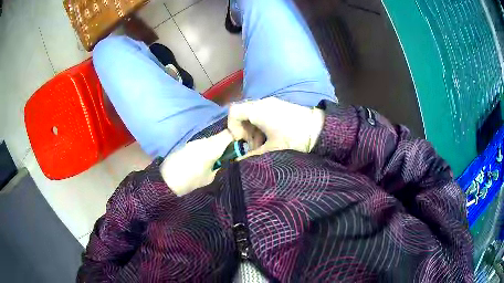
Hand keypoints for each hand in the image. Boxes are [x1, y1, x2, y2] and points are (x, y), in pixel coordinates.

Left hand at [160, 130, 233, 195]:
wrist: (166, 180)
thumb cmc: (191, 180)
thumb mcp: (210, 177)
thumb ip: (219, 166)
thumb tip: (224, 160)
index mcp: (212, 148)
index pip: (229, 135)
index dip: (237, 138)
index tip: (241, 147)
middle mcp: (204, 141)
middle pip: (220, 136)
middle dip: (227, 143)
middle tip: (230, 155)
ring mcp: (194, 142)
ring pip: (211, 140)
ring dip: (216, 146)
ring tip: (216, 159)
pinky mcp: (188, 145)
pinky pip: (202, 144)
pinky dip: (207, 149)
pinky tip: (204, 159)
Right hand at [228, 97, 324, 157]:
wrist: (321, 130)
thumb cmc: (296, 138)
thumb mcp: (273, 150)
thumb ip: (252, 156)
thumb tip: (238, 163)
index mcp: (259, 110)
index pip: (234, 111)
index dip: (232, 127)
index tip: (241, 141)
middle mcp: (263, 103)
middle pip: (242, 114)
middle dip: (243, 131)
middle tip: (252, 147)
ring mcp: (272, 104)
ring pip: (252, 115)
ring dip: (253, 131)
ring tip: (262, 146)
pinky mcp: (279, 107)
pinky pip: (262, 115)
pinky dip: (261, 127)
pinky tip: (270, 140)